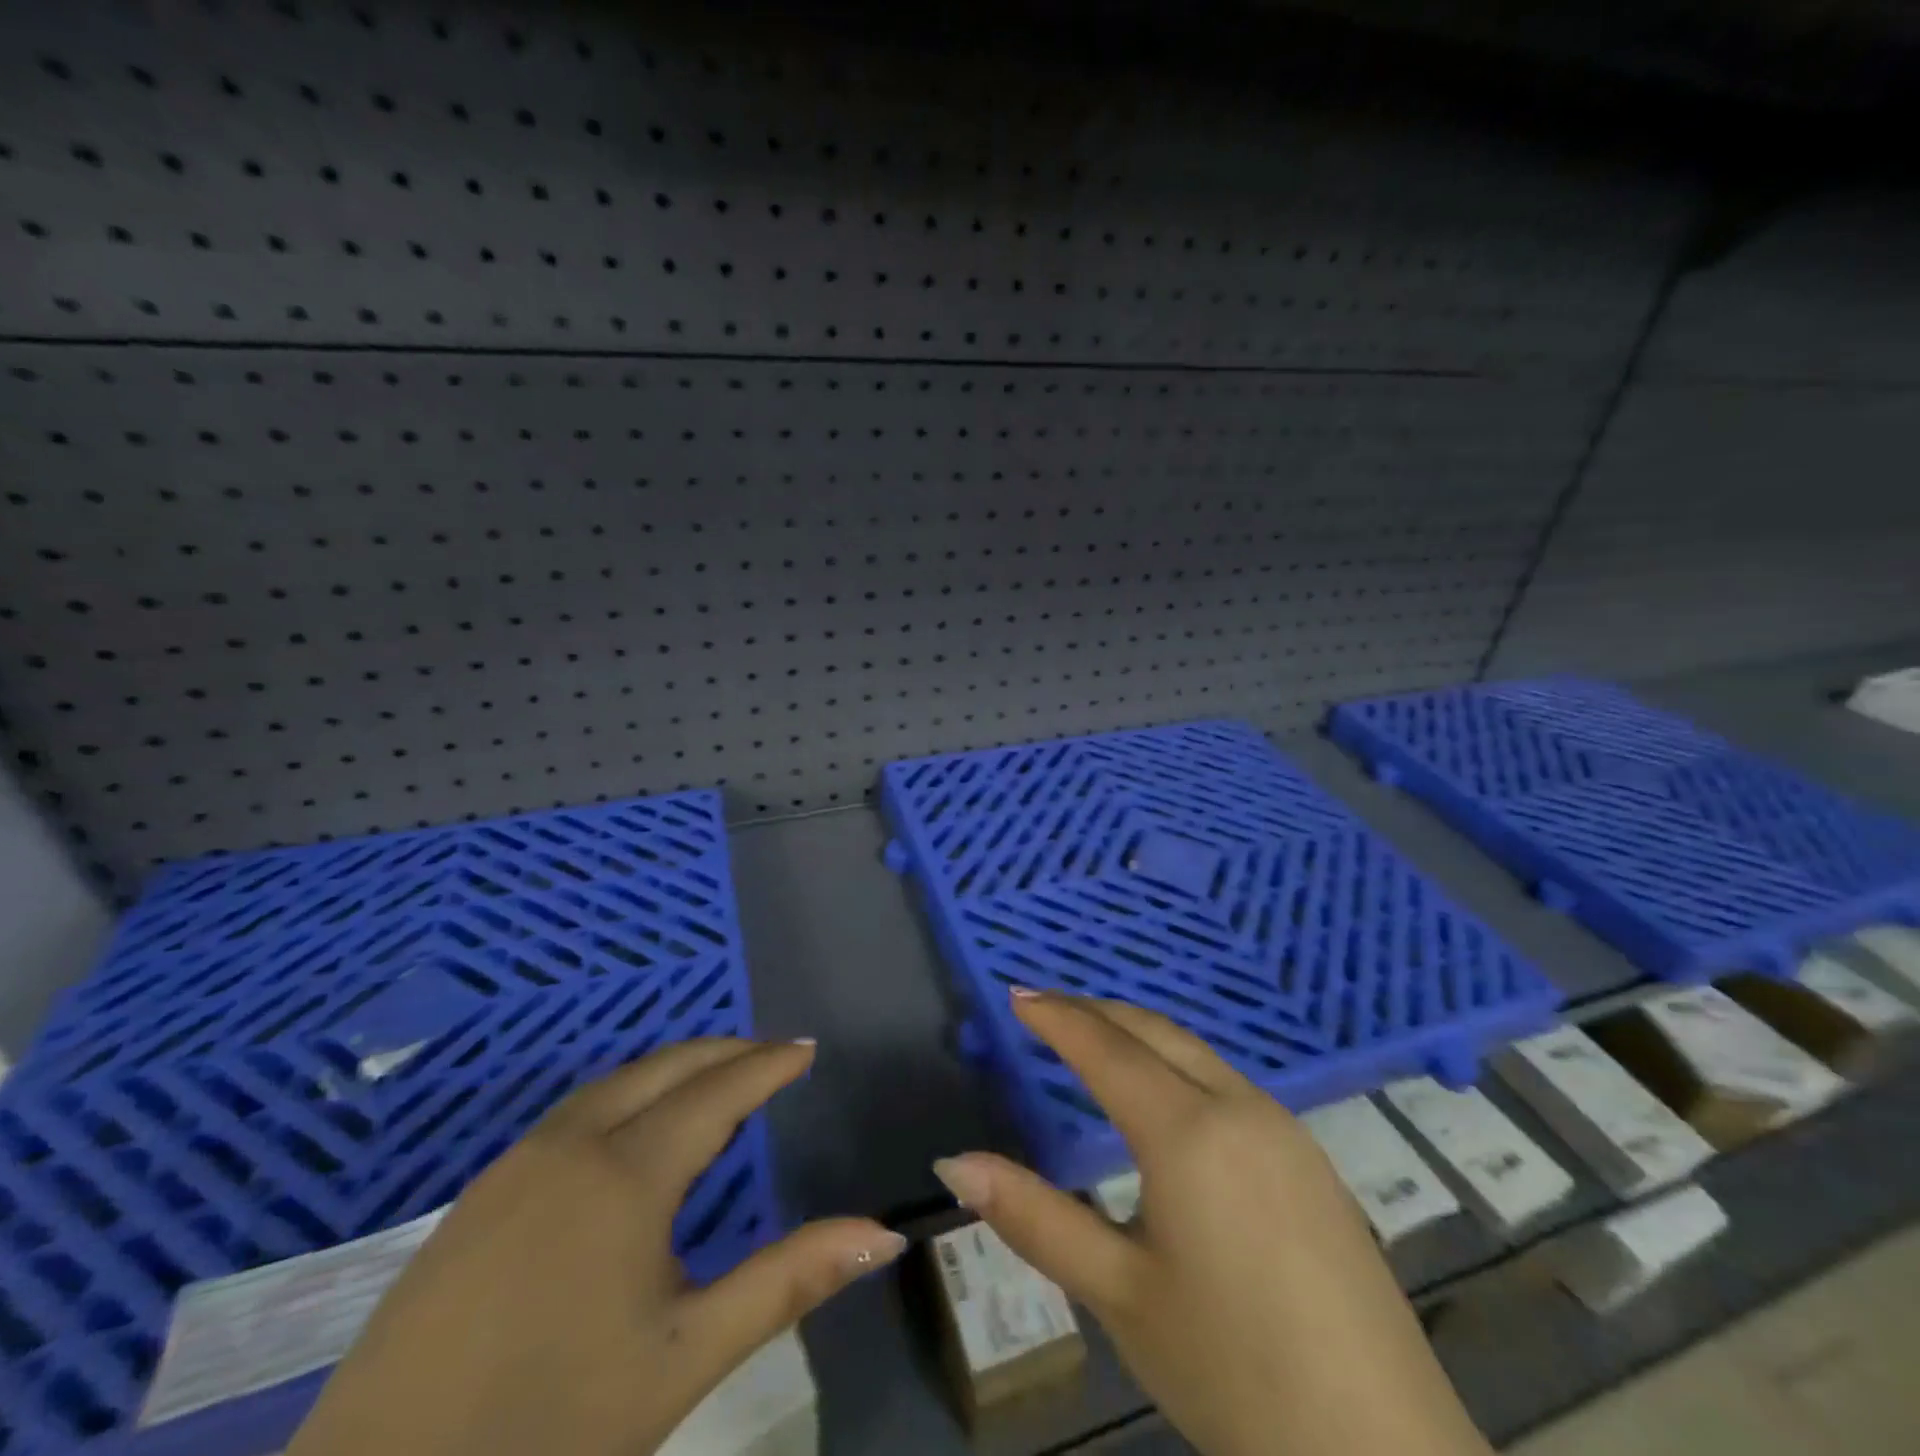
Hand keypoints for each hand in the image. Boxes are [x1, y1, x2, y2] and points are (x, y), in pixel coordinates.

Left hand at [289, 1038, 905, 1455]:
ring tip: (715, 1082)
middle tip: (772, 1056)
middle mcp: (572, 1144)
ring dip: (674, 1069)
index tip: (806, 1048)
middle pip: (666, 1067)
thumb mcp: (686, 1356)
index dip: (768, 1066)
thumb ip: (789, 1281)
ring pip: (615, 1083)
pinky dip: (627, 1095)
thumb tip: (882, 1234)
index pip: (719, 1090)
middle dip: (726, 1052)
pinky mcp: (479, 1194)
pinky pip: (575, 1113)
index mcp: (627, 1171)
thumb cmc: (549, 1430)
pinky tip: (633, 1130)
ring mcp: (517, 1164)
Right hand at [933, 991, 1489, 1455]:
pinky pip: (1226, 1080)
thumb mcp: (1119, 1295)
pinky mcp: (1310, 1157)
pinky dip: (1176, 1062)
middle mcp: (1239, 1106)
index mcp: (1187, 1131)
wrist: (1385, 1453)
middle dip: (1095, 1011)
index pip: (1105, 1048)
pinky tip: (1165, 1095)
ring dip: (1137, 1033)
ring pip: (1195, 1051)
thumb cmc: (1233, 1371)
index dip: (1057, 1017)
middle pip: (1153, 1031)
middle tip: (1046, 1009)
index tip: (1017, 994)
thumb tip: (955, 1163)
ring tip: (1094, 1040)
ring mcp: (1283, 1127)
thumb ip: (1034, 1218)